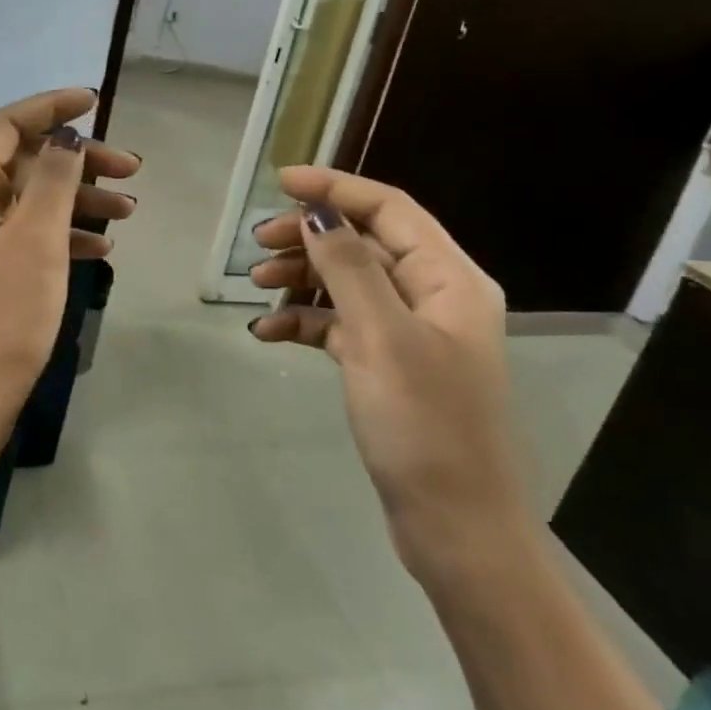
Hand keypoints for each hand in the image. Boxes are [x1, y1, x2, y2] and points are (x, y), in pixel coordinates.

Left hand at [0, 86, 139, 495]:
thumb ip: (53, 180)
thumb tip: (66, 136)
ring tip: (129, 211)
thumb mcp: (35, 241)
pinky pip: (30, 235)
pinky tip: (102, 245)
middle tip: (131, 170)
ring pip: (32, 201)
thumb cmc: (1, 317)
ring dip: (79, 198)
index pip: (5, 126)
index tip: (96, 100)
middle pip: (24, 163)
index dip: (49, 107)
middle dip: (77, 160)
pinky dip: (65, 233)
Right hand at [246, 166, 529, 582]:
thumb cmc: (424, 425)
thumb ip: (347, 267)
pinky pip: (342, 324)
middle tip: (258, 242)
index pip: (390, 208)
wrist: (454, 526)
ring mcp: (410, 331)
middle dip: (310, 236)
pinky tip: (268, 332)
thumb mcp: (381, 337)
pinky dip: (306, 321)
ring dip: (302, 277)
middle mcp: (434, 295)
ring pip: (348, 282)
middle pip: (364, 242)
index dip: (336, 188)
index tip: (281, 183)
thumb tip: (317, 213)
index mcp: (449, 278)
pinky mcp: (388, 364)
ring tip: (256, 284)